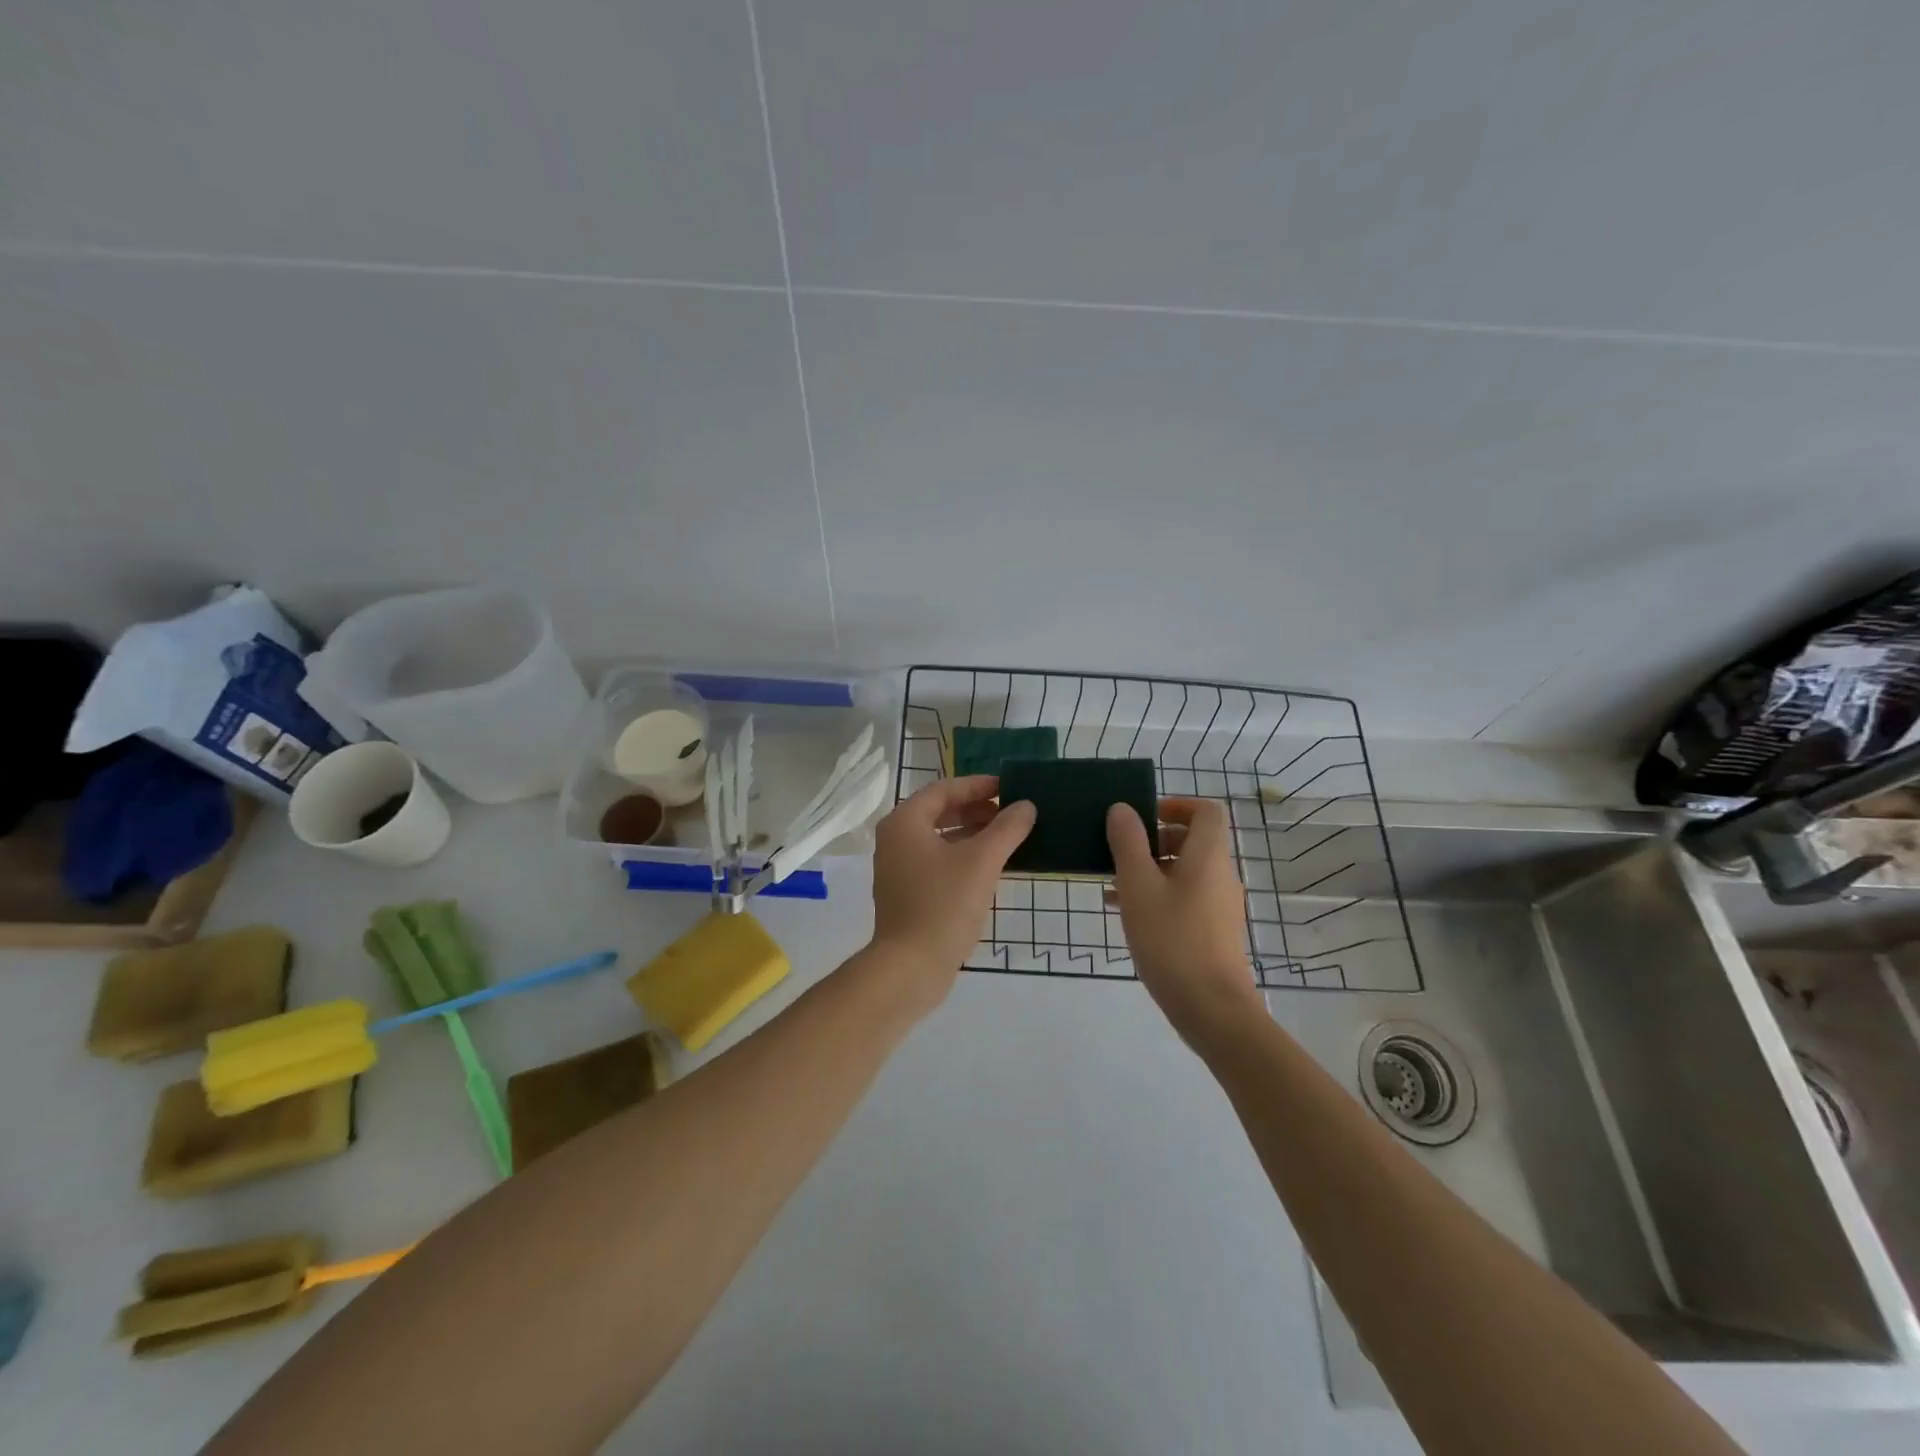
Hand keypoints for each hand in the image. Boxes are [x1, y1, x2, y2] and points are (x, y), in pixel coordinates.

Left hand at [867, 776, 1035, 1012]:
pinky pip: (937, 861)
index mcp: (905, 822)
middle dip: (977, 810)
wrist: (910, 968)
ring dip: (972, 834)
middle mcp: (896, 839)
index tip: (1010, 788)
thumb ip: (1007, 829)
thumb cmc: (943, 906)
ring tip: (1008, 837)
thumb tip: (1026, 805)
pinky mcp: (907, 892)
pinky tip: (990, 867)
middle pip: (940, 812)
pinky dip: (962, 856)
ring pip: (940, 838)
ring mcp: (898, 868)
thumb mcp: (981, 862)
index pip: (944, 790)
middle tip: (1012, 813)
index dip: (978, 786)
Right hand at [1107, 798, 1261, 1042]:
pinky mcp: (1213, 931)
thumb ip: (1128, 843)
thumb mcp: (1138, 886)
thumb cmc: (1172, 939)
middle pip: (1192, 840)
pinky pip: (1184, 898)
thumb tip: (1122, 809)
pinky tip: (1125, 913)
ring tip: (1112, 885)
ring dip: (1150, 870)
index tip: (1143, 816)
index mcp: (1208, 856)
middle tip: (1120, 852)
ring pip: (1184, 872)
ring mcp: (1219, 905)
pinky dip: (1157, 895)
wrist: (1211, 1008)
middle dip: (1154, 839)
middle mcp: (1220, 875)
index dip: (1176, 804)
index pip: (1206, 811)